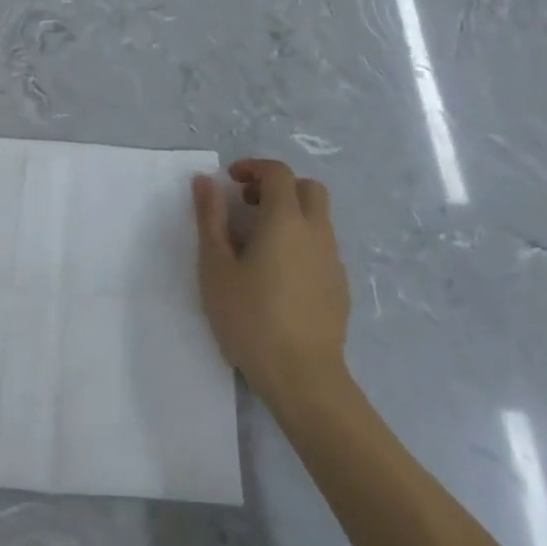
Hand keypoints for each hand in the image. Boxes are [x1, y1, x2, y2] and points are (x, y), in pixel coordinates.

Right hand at [192, 159, 349, 405]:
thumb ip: (210, 218)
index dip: (254, 168)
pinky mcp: (340, 286)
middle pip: (308, 188)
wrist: (302, 377)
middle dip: (279, 186)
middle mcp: (316, 232)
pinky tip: (279, 275)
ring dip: (291, 214)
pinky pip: (322, 247)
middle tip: (249, 206)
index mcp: (286, 220)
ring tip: (259, 244)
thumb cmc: (250, 318)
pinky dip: (302, 242)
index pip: (278, 173)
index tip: (231, 181)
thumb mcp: (216, 267)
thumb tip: (206, 180)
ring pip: (318, 218)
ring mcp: (333, 260)